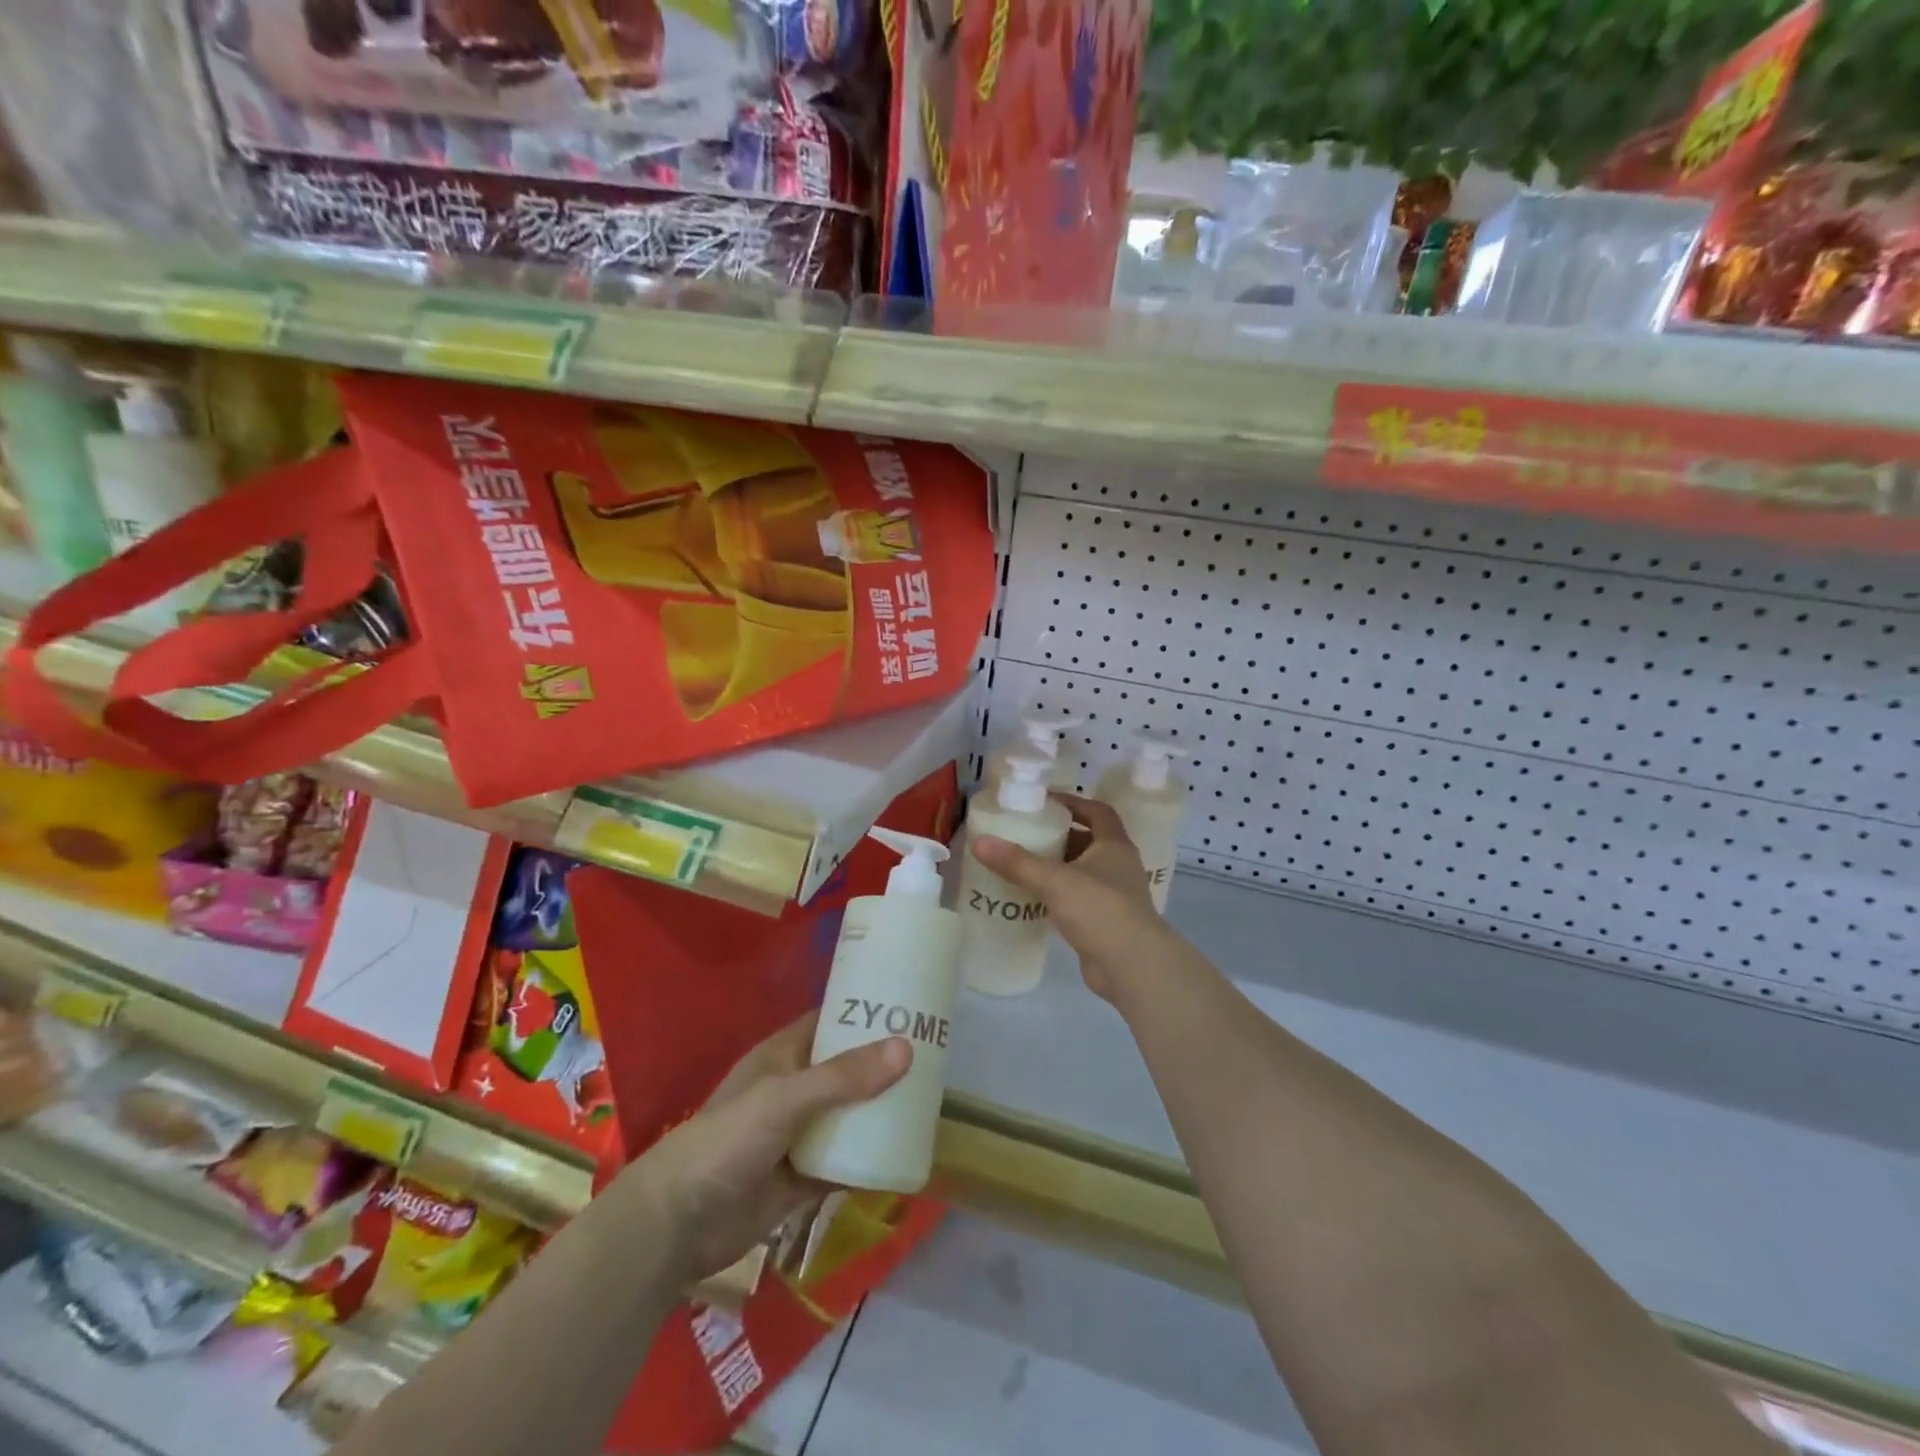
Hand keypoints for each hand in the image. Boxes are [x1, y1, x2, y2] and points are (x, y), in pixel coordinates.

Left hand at [631, 1014, 910, 1280]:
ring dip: (880, 1112)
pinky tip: (905, 1155)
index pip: (830, 1021)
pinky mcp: (803, 1178)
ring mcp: (799, 1134)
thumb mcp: (786, 1098)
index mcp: (784, 1056)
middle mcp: (795, 1089)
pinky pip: (845, 1162)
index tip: (909, 1006)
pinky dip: (870, 1160)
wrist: (679, 1223)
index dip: (865, 1011)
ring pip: (849, 1116)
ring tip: (929, 1101)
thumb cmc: (729, 1140)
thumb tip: (906, 1048)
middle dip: (883, 1065)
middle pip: (847, 1069)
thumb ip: (843, 1077)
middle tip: (934, 1056)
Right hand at [971, 794, 1177, 1000]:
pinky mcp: (1105, 922)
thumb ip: (1017, 862)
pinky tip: (1033, 898)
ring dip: (1057, 867)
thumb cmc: (1100, 910)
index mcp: (1114, 845)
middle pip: (1088, 841)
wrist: (1132, 966)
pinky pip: (1078, 899)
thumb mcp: (1055, 880)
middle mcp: (1118, 866)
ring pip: (1082, 872)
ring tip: (1022, 864)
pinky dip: (1058, 895)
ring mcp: (1114, 896)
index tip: (1045, 802)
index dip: (1074, 802)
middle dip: (1059, 836)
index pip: (1098, 812)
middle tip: (1026, 833)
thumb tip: (979, 842)